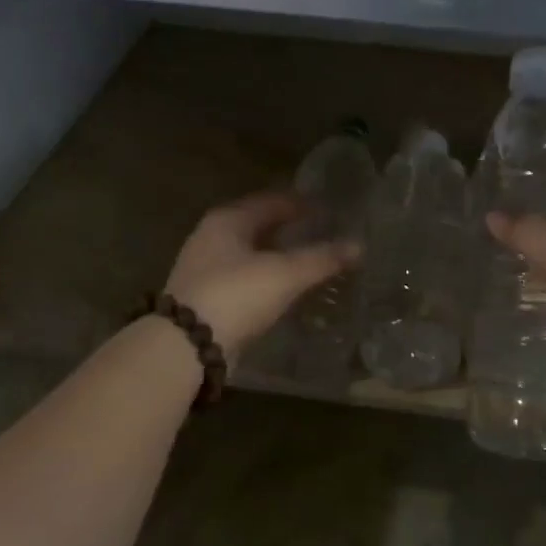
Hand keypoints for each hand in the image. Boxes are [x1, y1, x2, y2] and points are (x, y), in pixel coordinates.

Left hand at [165, 192, 356, 353]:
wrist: (186, 345)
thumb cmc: (236, 294)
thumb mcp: (285, 274)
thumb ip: (322, 259)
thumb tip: (359, 245)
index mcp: (228, 220)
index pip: (271, 201)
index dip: (301, 203)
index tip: (327, 209)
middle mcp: (211, 237)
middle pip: (258, 226)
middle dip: (288, 229)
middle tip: (321, 234)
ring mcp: (204, 268)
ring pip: (249, 254)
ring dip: (276, 256)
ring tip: (307, 262)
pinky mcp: (204, 298)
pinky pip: (243, 279)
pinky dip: (265, 279)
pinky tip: (283, 290)